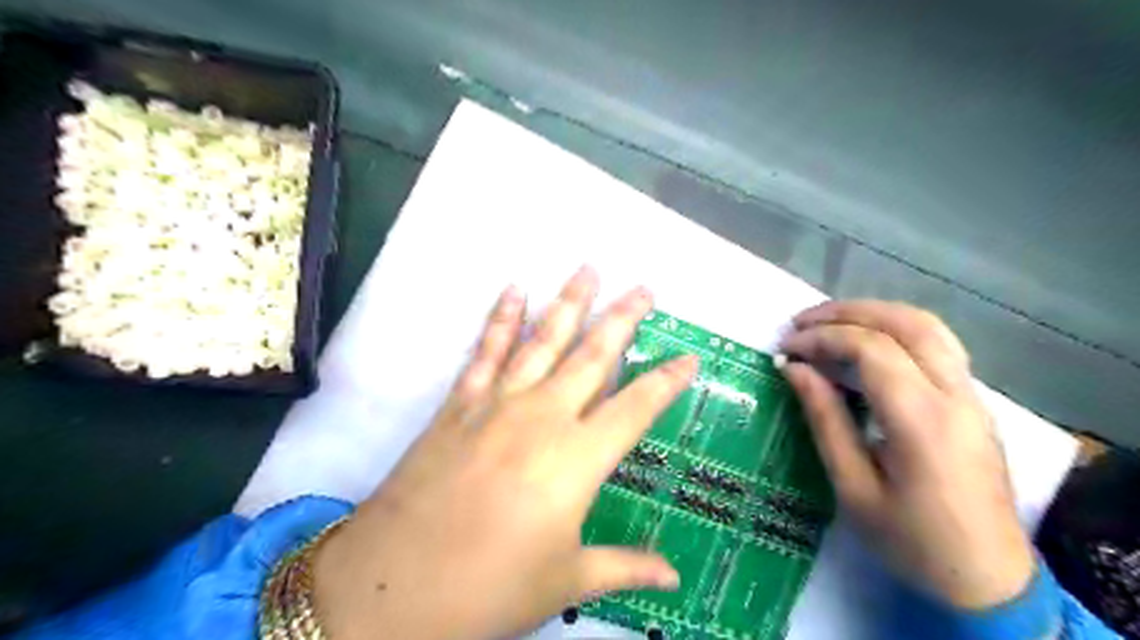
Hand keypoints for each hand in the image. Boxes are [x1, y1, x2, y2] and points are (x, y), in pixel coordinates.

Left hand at [316, 267, 700, 638]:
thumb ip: (623, 568)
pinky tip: (514, 290)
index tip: (690, 357)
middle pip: (593, 356)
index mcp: (578, 459)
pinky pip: (486, 351)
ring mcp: (499, 403)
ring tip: (587, 269)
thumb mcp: (565, 582)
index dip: (668, 381)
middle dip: (622, 319)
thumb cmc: (490, 588)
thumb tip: (671, 578)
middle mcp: (544, 417)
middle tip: (644, 288)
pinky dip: (500, 318)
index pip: (638, 408)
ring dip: (568, 302)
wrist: (392, 583)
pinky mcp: (460, 404)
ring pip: (543, 340)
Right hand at [784, 299, 1034, 608]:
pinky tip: (865, 346)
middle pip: (906, 323)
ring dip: (874, 314)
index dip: (822, 339)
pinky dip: (894, 331)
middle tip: (801, 323)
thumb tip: (794, 369)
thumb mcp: (853, 487)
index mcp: (922, 421)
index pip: (871, 349)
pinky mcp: (974, 403)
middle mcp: (956, 396)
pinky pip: (937, 345)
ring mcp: (972, 396)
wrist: (989, 582)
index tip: (786, 349)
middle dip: (847, 312)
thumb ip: (825, 420)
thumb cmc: (911, 542)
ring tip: (828, 324)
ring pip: (928, 326)